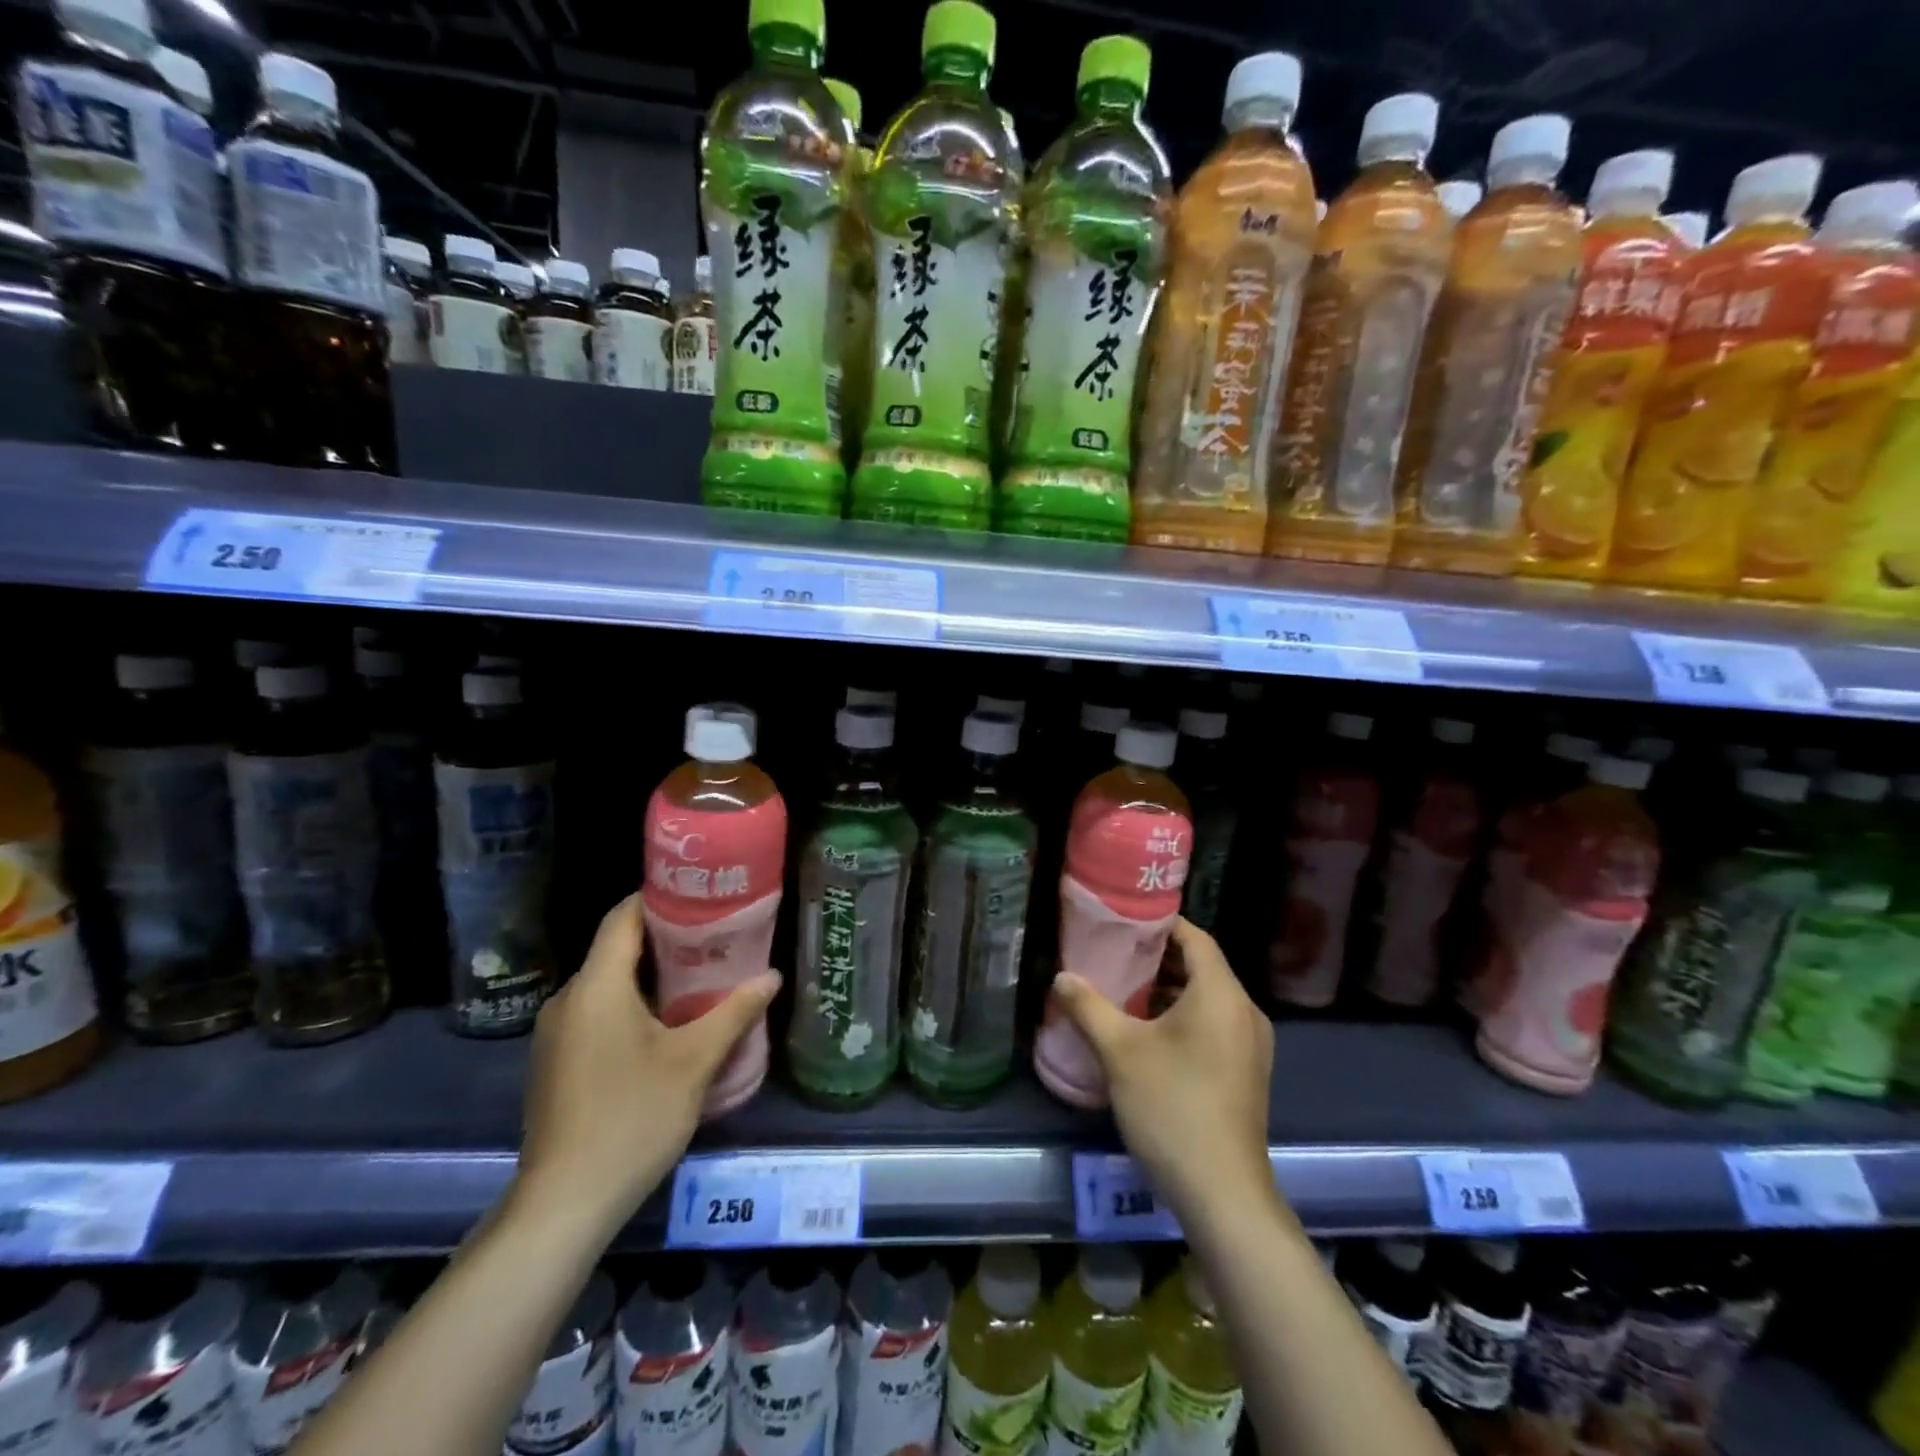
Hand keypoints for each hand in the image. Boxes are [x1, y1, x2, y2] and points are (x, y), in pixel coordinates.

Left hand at [513, 894, 780, 1236]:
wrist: (564, 1203)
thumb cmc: (632, 1118)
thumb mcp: (694, 1061)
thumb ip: (734, 1012)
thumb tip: (772, 976)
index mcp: (597, 986)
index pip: (623, 917)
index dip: (661, 899)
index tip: (703, 898)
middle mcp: (569, 999)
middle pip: (617, 949)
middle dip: (666, 941)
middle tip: (717, 941)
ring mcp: (556, 1034)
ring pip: (608, 985)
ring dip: (651, 978)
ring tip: (701, 981)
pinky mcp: (555, 1063)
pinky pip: (597, 1014)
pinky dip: (631, 1006)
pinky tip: (666, 1028)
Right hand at [1052, 918, 1274, 1224]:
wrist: (1222, 1193)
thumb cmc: (1171, 1106)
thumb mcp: (1119, 1051)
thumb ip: (1088, 1006)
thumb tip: (1062, 977)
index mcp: (1221, 994)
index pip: (1195, 938)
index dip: (1161, 924)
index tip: (1124, 921)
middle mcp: (1244, 1011)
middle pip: (1202, 967)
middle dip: (1158, 958)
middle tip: (1114, 954)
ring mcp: (1251, 1045)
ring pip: (1207, 999)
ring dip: (1169, 990)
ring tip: (1124, 991)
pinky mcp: (1247, 1072)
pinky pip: (1215, 1025)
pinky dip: (1184, 1017)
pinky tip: (1148, 1033)